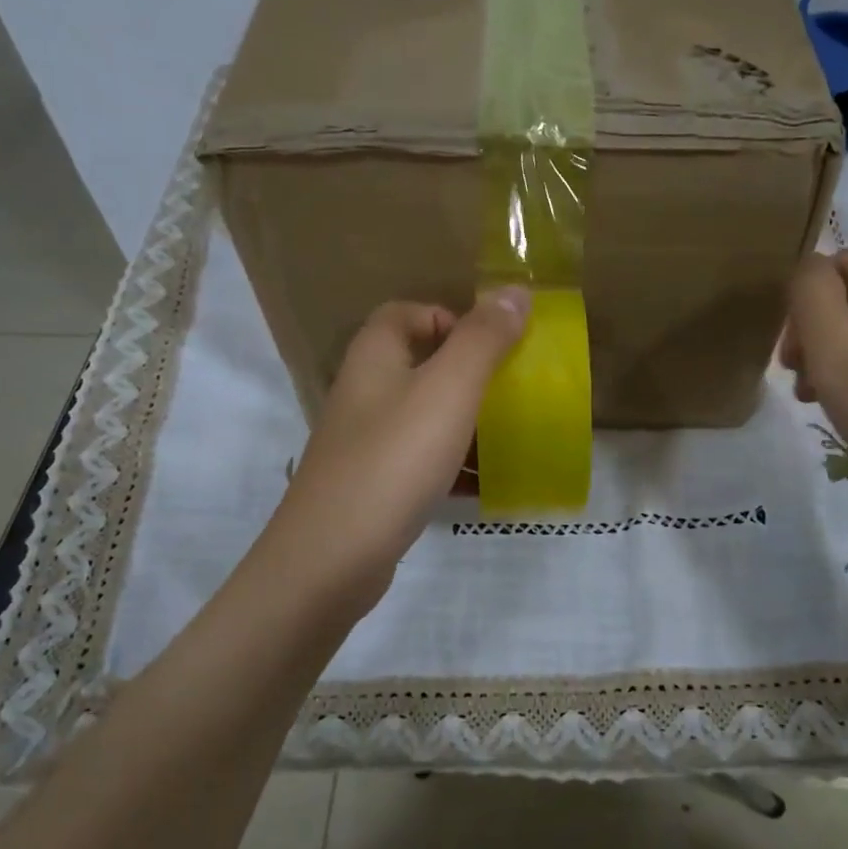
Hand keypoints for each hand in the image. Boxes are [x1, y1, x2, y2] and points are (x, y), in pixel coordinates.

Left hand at [262, 289, 529, 611]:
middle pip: (419, 365)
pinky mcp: (373, 486)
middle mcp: (364, 394)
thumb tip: (515, 292)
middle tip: (511, 392)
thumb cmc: (394, 460)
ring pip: (423, 418)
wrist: (332, 557)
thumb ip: (482, 339)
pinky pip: (421, 463)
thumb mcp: (448, 390)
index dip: (448, 317)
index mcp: (374, 358)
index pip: (405, 313)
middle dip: (468, 375)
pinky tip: (485, 486)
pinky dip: (453, 468)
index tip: (491, 346)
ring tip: (510, 439)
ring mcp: (365, 443)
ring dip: (466, 424)